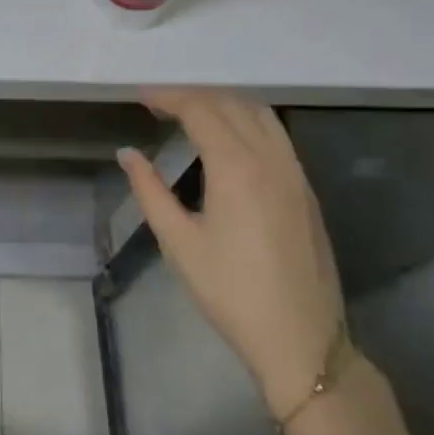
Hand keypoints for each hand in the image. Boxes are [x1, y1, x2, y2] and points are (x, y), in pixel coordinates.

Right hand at [118, 89, 344, 417]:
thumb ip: (150, 190)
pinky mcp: (305, 189)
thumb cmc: (230, 292)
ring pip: (260, 114)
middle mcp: (270, 158)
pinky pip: (276, 134)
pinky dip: (248, 120)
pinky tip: (229, 139)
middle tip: (158, 104)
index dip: (168, 96)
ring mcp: (294, 172)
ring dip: (224, 103)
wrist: (300, 338)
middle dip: (193, 96)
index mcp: (236, 168)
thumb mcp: (179, 242)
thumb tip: (128, 154)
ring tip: (191, 113)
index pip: (200, 110)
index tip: (141, 96)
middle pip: (231, 104)